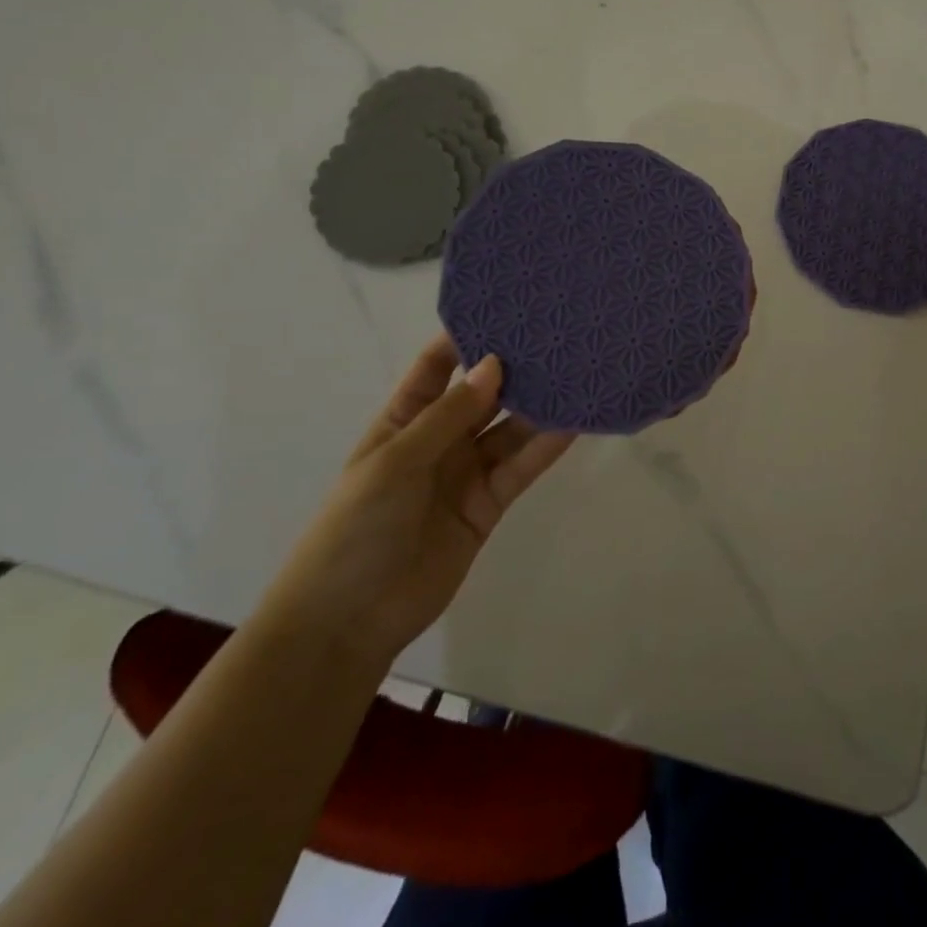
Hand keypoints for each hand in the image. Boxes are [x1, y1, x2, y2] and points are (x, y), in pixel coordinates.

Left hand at [265, 337, 574, 664]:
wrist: (349, 621)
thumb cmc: (356, 528)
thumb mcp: (396, 462)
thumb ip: (449, 415)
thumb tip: (495, 364)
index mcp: (403, 419)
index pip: (436, 366)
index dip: (465, 336)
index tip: (506, 306)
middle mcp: (439, 438)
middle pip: (482, 394)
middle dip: (513, 368)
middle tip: (557, 335)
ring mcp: (467, 471)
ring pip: (509, 428)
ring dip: (538, 405)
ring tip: (577, 372)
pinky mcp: (490, 503)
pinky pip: (521, 467)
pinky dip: (546, 446)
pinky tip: (574, 422)